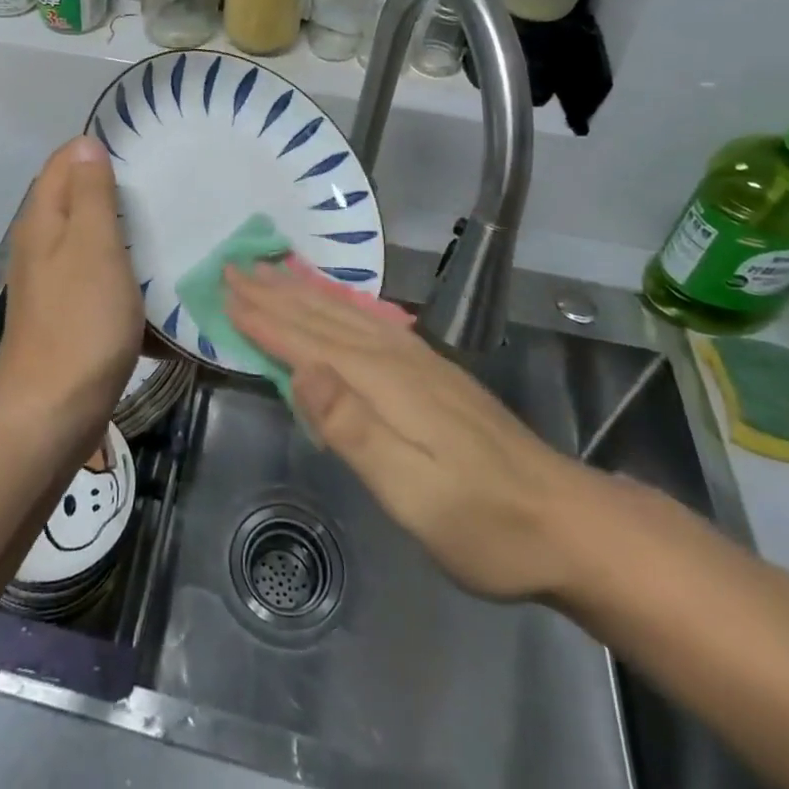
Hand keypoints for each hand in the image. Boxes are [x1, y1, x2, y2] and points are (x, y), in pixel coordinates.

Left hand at [0, 138, 143, 435]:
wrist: (52, 413)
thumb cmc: (80, 322)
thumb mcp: (94, 247)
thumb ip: (91, 194)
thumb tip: (85, 143)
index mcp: (42, 221)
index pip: (64, 161)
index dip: (97, 149)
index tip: (143, 150)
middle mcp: (39, 244)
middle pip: (75, 198)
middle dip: (113, 188)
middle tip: (162, 186)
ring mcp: (50, 281)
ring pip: (87, 238)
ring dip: (121, 231)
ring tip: (164, 225)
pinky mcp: (64, 313)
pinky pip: (95, 275)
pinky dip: (120, 270)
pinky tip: (148, 279)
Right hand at [226, 264, 601, 600]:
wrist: (566, 522)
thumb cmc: (483, 521)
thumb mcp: (413, 492)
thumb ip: (353, 429)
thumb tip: (300, 370)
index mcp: (383, 382)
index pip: (306, 343)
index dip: (263, 319)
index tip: (222, 293)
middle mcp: (395, 357)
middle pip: (321, 317)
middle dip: (273, 293)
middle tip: (231, 266)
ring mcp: (417, 360)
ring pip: (343, 313)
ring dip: (300, 292)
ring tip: (268, 271)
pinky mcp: (430, 370)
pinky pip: (366, 321)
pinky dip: (336, 304)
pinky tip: (331, 302)